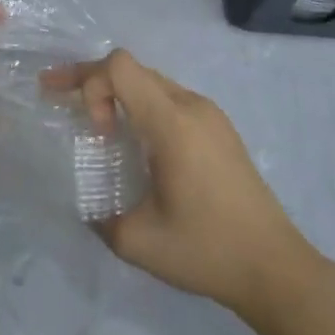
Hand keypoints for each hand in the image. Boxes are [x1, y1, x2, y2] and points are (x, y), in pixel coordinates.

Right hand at [43, 50, 316, 320]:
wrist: (276, 268)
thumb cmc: (207, 250)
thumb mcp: (138, 241)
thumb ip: (99, 216)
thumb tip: (85, 202)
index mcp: (172, 122)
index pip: (120, 66)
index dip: (90, 83)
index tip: (94, 130)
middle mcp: (191, 105)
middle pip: (132, 68)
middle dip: (91, 80)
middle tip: (57, 96)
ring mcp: (209, 114)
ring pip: (151, 81)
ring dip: (118, 93)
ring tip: (96, 125)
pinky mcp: (219, 129)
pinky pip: (170, 98)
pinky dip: (142, 106)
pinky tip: (135, 141)